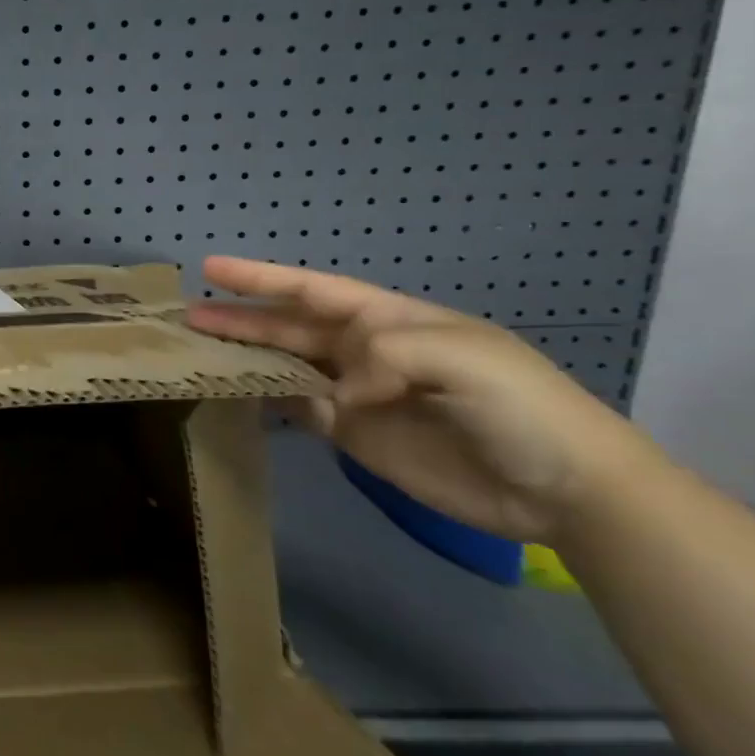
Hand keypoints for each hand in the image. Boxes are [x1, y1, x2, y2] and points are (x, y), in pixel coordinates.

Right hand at [185, 256, 656, 541]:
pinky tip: (238, 393)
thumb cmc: (519, 404)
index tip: (211, 268)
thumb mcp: (459, 355)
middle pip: (288, 326)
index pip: (312, 289)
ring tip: (199, 352)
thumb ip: (383, 354)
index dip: (261, 278)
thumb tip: (329, 392)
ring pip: (286, 366)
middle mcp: (363, 350)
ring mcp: (356, 394)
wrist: (566, 487)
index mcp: (386, 319)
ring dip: (246, 357)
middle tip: (188, 316)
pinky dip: (267, 400)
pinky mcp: (354, 436)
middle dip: (240, 318)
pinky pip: (299, 410)